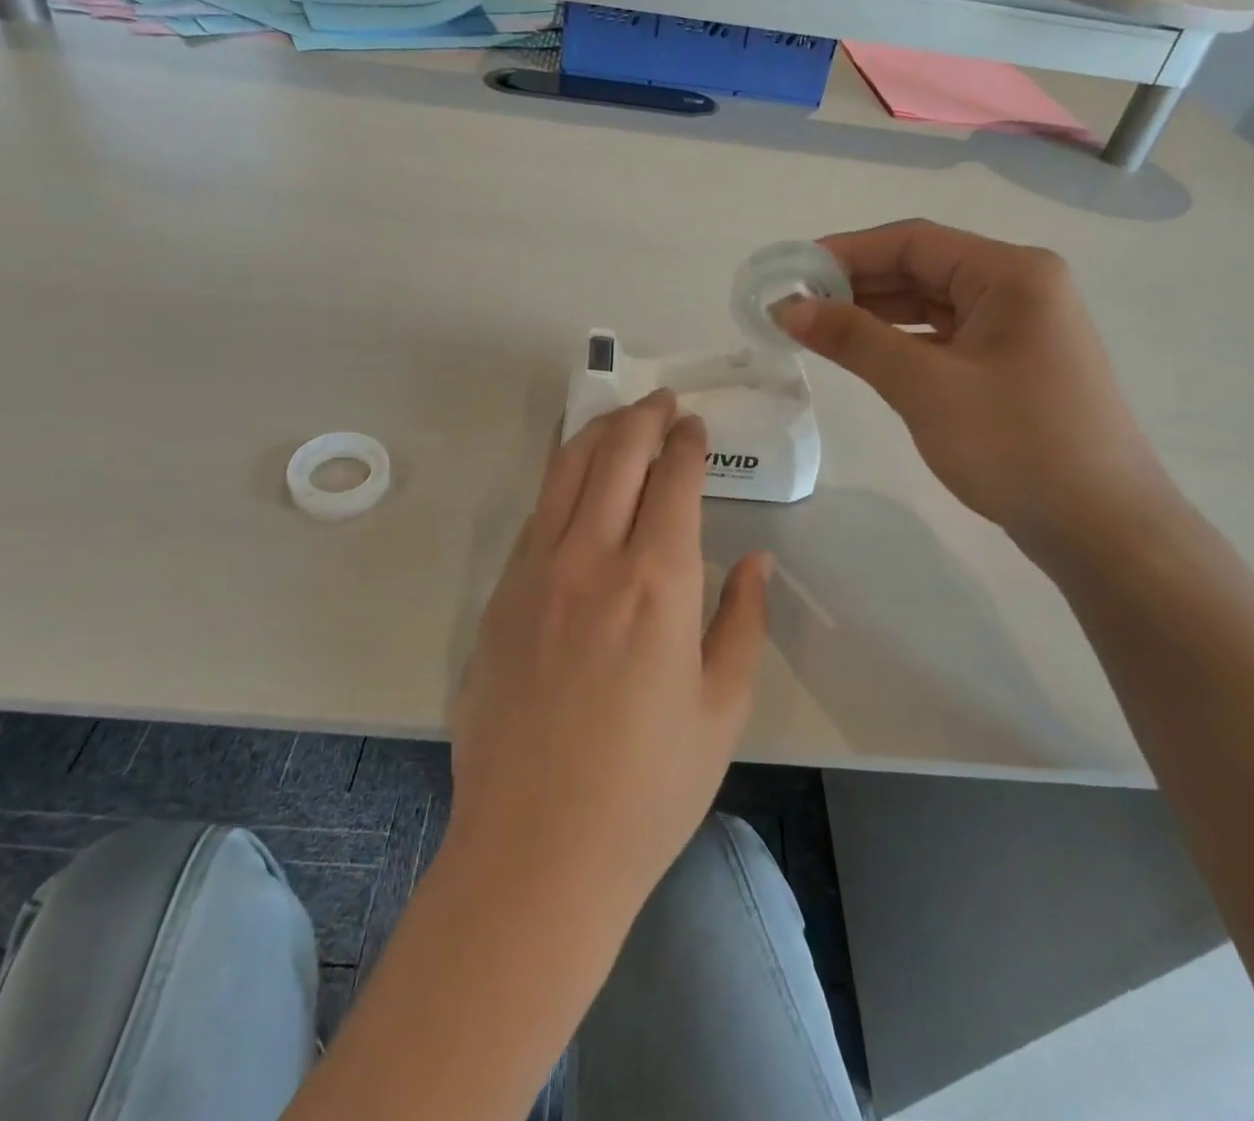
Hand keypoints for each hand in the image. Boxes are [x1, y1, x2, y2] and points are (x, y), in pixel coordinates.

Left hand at [448, 389, 770, 913]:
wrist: (536, 851)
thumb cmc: (648, 790)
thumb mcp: (722, 709)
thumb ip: (741, 621)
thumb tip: (754, 561)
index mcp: (656, 584)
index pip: (672, 480)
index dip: (686, 442)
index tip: (694, 425)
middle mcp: (590, 560)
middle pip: (614, 455)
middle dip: (642, 417)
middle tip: (661, 402)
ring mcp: (533, 573)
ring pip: (564, 472)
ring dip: (596, 434)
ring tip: (618, 419)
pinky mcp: (498, 597)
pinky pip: (536, 515)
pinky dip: (561, 480)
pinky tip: (575, 481)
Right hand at [776, 220, 1173, 553]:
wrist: (1100, 526)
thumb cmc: (1015, 445)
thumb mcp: (926, 387)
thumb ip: (854, 340)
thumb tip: (789, 309)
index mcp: (1011, 274)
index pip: (914, 242)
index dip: (846, 252)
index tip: (791, 273)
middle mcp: (1019, 288)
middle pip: (923, 269)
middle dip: (856, 285)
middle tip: (793, 306)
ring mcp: (1018, 328)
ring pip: (931, 305)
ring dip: (874, 314)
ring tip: (815, 329)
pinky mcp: (1010, 365)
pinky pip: (944, 338)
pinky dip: (901, 343)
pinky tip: (862, 354)